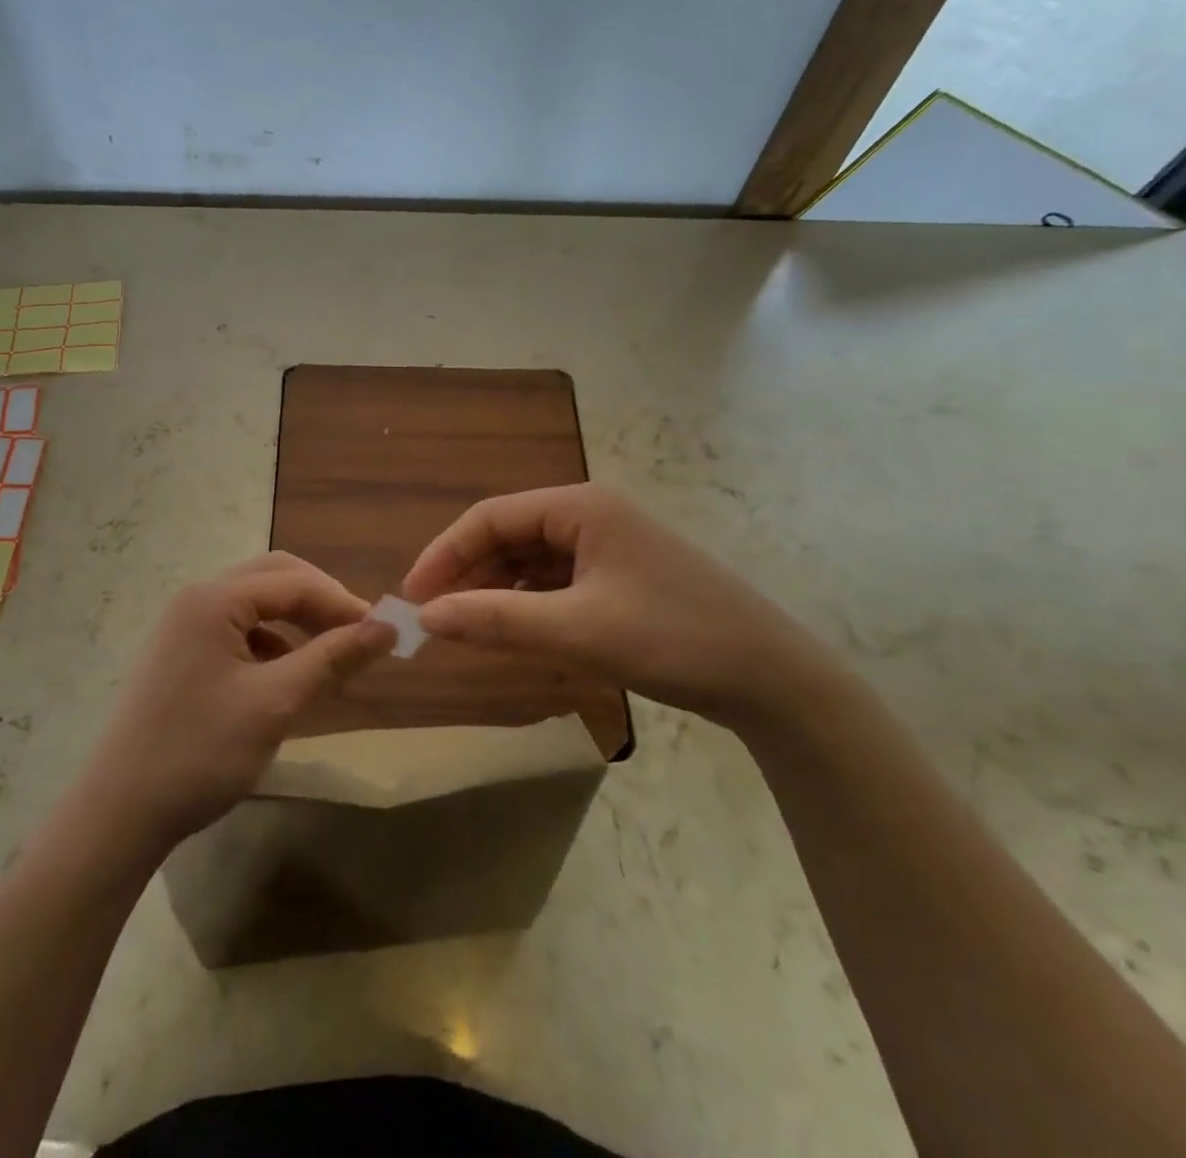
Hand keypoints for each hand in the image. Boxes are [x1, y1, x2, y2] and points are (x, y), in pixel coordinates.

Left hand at [84, 552, 396, 848]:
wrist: (118, 813)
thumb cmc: (200, 752)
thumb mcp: (275, 703)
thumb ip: (332, 658)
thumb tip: (387, 627)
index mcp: (214, 599)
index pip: (294, 582)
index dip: (342, 603)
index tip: (383, 633)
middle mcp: (195, 599)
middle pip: (272, 578)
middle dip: (318, 601)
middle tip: (356, 635)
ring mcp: (181, 626)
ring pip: (253, 604)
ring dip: (294, 620)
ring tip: (328, 657)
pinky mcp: (178, 654)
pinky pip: (235, 630)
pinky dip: (269, 642)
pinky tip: (284, 676)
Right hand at [402, 484, 839, 723]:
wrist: (772, 678)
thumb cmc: (673, 639)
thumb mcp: (578, 631)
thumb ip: (497, 619)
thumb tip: (426, 615)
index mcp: (579, 507)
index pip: (490, 517)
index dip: (445, 554)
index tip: (413, 597)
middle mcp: (590, 514)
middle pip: (508, 535)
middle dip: (467, 573)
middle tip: (433, 618)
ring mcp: (607, 544)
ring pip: (529, 560)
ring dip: (494, 589)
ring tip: (464, 627)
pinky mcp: (619, 575)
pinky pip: (554, 580)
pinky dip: (526, 602)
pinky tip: (512, 628)